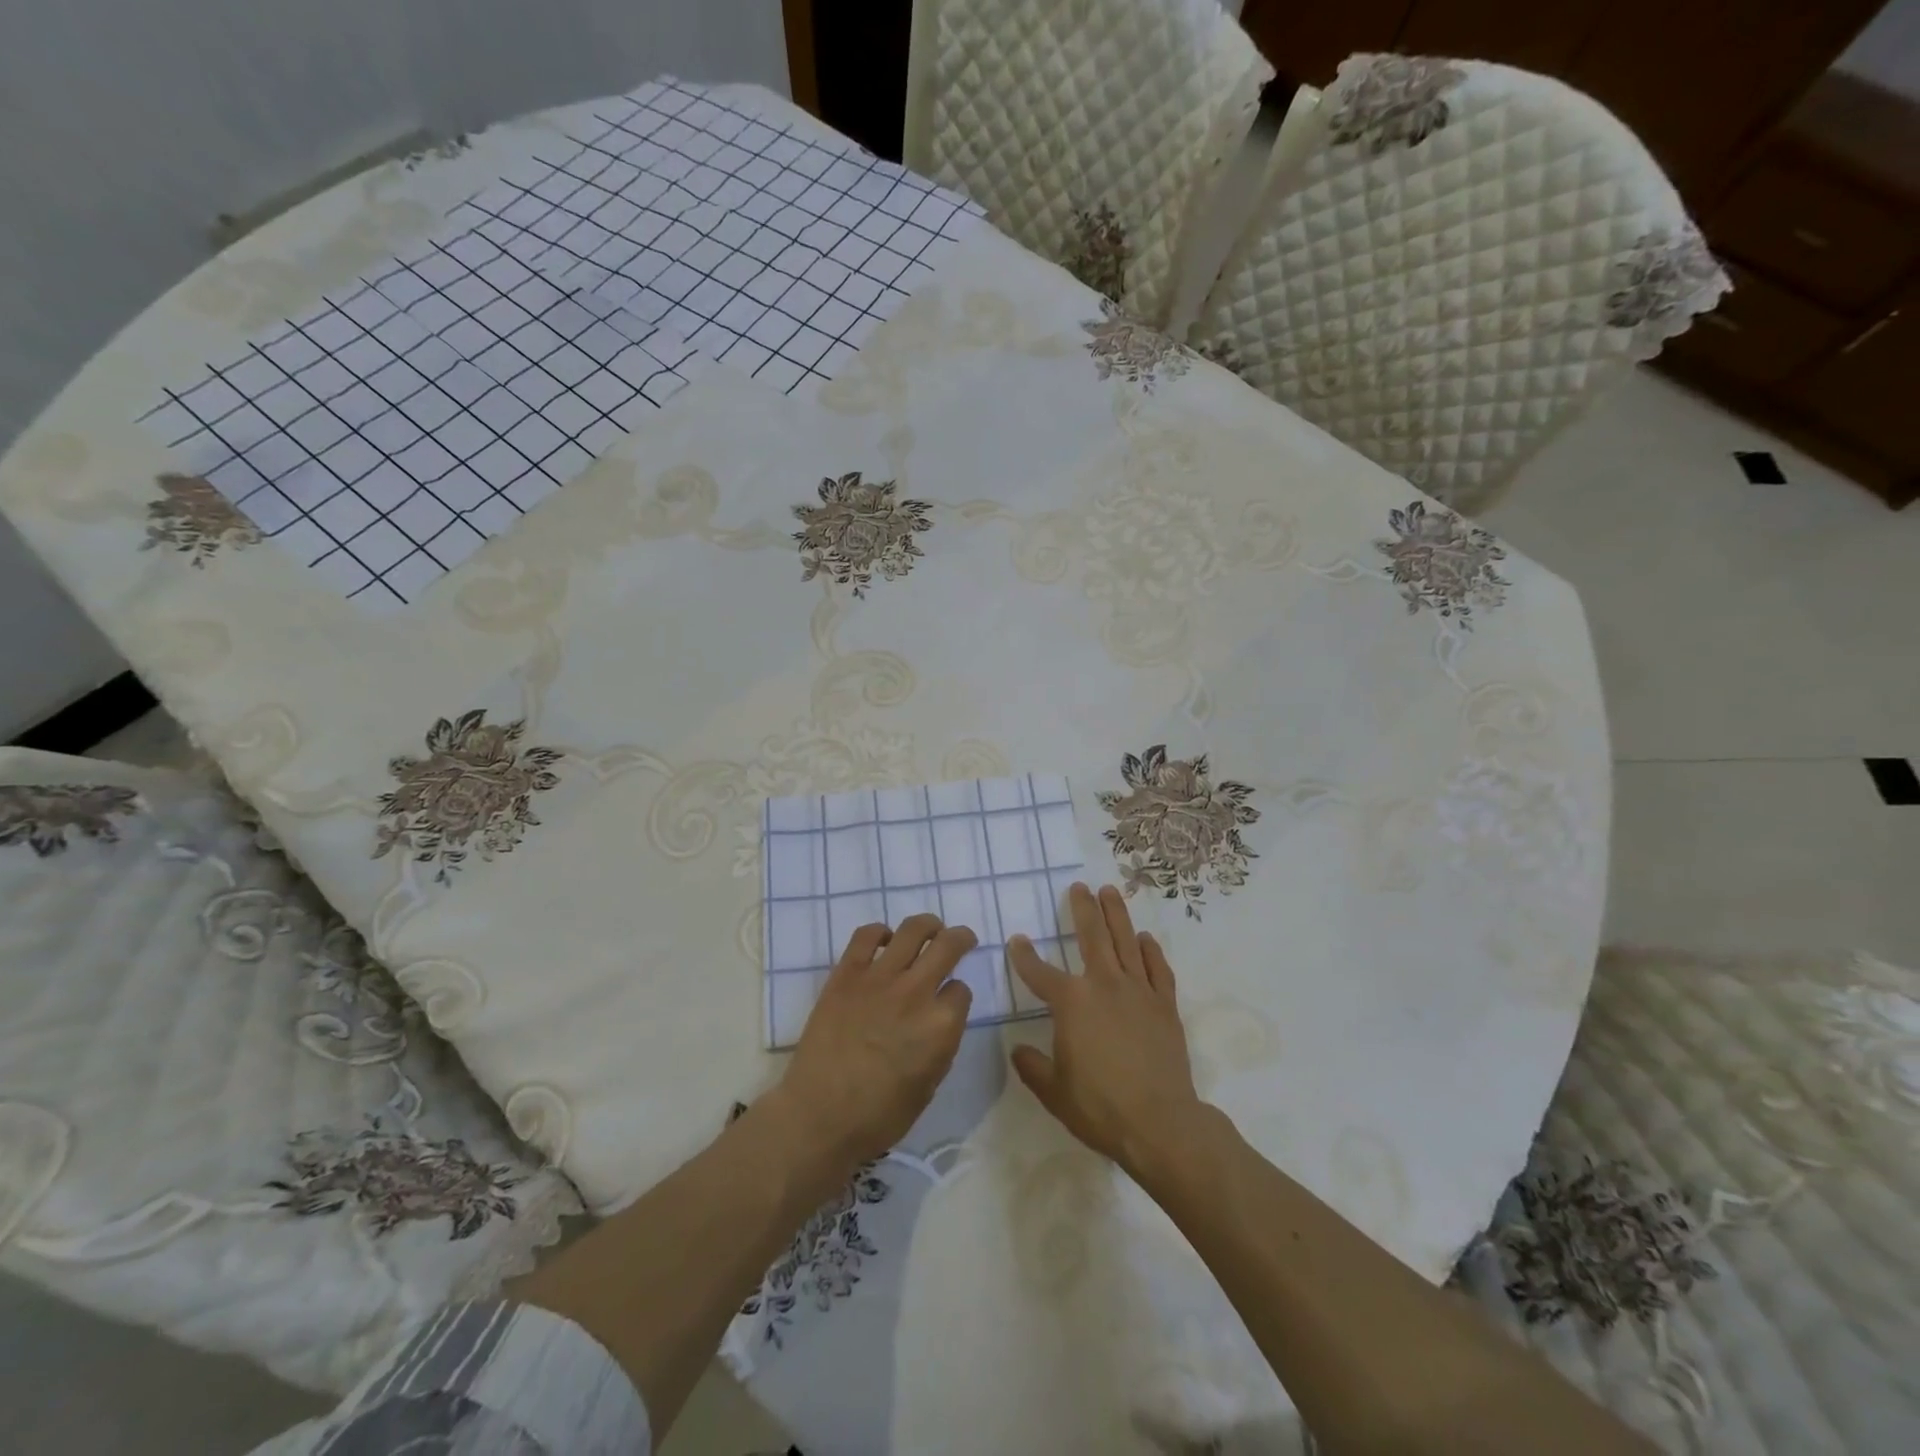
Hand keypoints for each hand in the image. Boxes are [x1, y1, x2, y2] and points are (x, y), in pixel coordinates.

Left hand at [772, 915, 975, 1175]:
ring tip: (930, 929)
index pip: (962, 991)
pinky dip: (880, 932)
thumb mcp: (928, 1087)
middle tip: (962, 938)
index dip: (958, 995)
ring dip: (928, 925)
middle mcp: (916, 992)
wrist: (819, 1116)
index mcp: (941, 1026)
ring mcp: (880, 978)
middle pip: (948, 945)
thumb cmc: (878, 1116)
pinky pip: (866, 935)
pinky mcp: (847, 973)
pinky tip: (884, 940)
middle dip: (961, 938)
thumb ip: (940, 1046)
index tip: (951, 1000)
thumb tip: (940, 1022)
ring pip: (913, 930)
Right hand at [1008, 883, 1206, 1177]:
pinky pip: (1157, 969)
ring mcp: (1138, 991)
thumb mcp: (1053, 1091)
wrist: (1160, 1123)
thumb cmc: (1099, 1107)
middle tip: (1079, 886)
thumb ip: (1032, 1066)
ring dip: (1117, 914)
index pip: (1040, 972)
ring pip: (1126, 941)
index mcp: (1072, 1003)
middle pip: (1092, 936)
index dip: (1024, 956)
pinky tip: (1145, 938)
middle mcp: (1104, 985)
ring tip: (1110, 891)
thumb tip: (1018, 1050)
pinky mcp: (1165, 1005)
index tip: (1016, 940)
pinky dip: (1151, 950)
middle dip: (1083, 908)